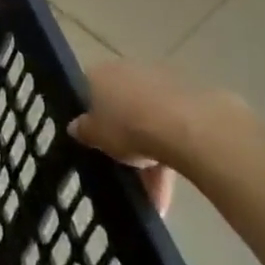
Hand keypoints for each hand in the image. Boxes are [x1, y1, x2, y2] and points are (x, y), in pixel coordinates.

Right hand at [69, 61, 253, 214]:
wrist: (185, 125)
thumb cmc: (127, 126)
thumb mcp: (94, 136)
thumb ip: (83, 130)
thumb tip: (75, 126)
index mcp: (98, 74)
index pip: (87, 91)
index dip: (90, 116)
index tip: (94, 140)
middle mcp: (126, 70)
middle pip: (120, 105)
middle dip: (123, 138)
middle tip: (125, 169)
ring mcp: (159, 81)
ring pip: (147, 120)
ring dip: (149, 154)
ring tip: (153, 194)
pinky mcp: (189, 97)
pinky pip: (171, 126)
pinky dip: (169, 152)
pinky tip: (171, 185)